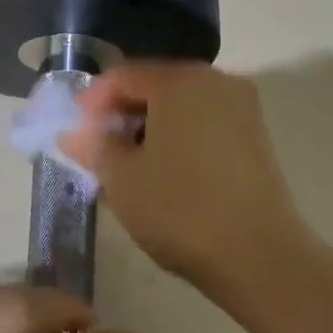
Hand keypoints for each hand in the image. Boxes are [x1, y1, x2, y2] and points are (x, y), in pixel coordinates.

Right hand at [61, 62, 311, 296]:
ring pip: (179, 108)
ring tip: (123, 165)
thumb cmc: (179, 209)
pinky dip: (175, 140)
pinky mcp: (255, 139)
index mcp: (181, 81)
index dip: (92, 101)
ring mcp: (242, 110)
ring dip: (147, 129)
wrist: (259, 257)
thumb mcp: (121, 177)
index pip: (123, 76)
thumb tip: (73, 133)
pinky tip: (158, 172)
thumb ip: (93, 145)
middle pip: (154, 87)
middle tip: (95, 148)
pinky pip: (202, 126)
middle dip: (120, 115)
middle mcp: (216, 82)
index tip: (73, 131)